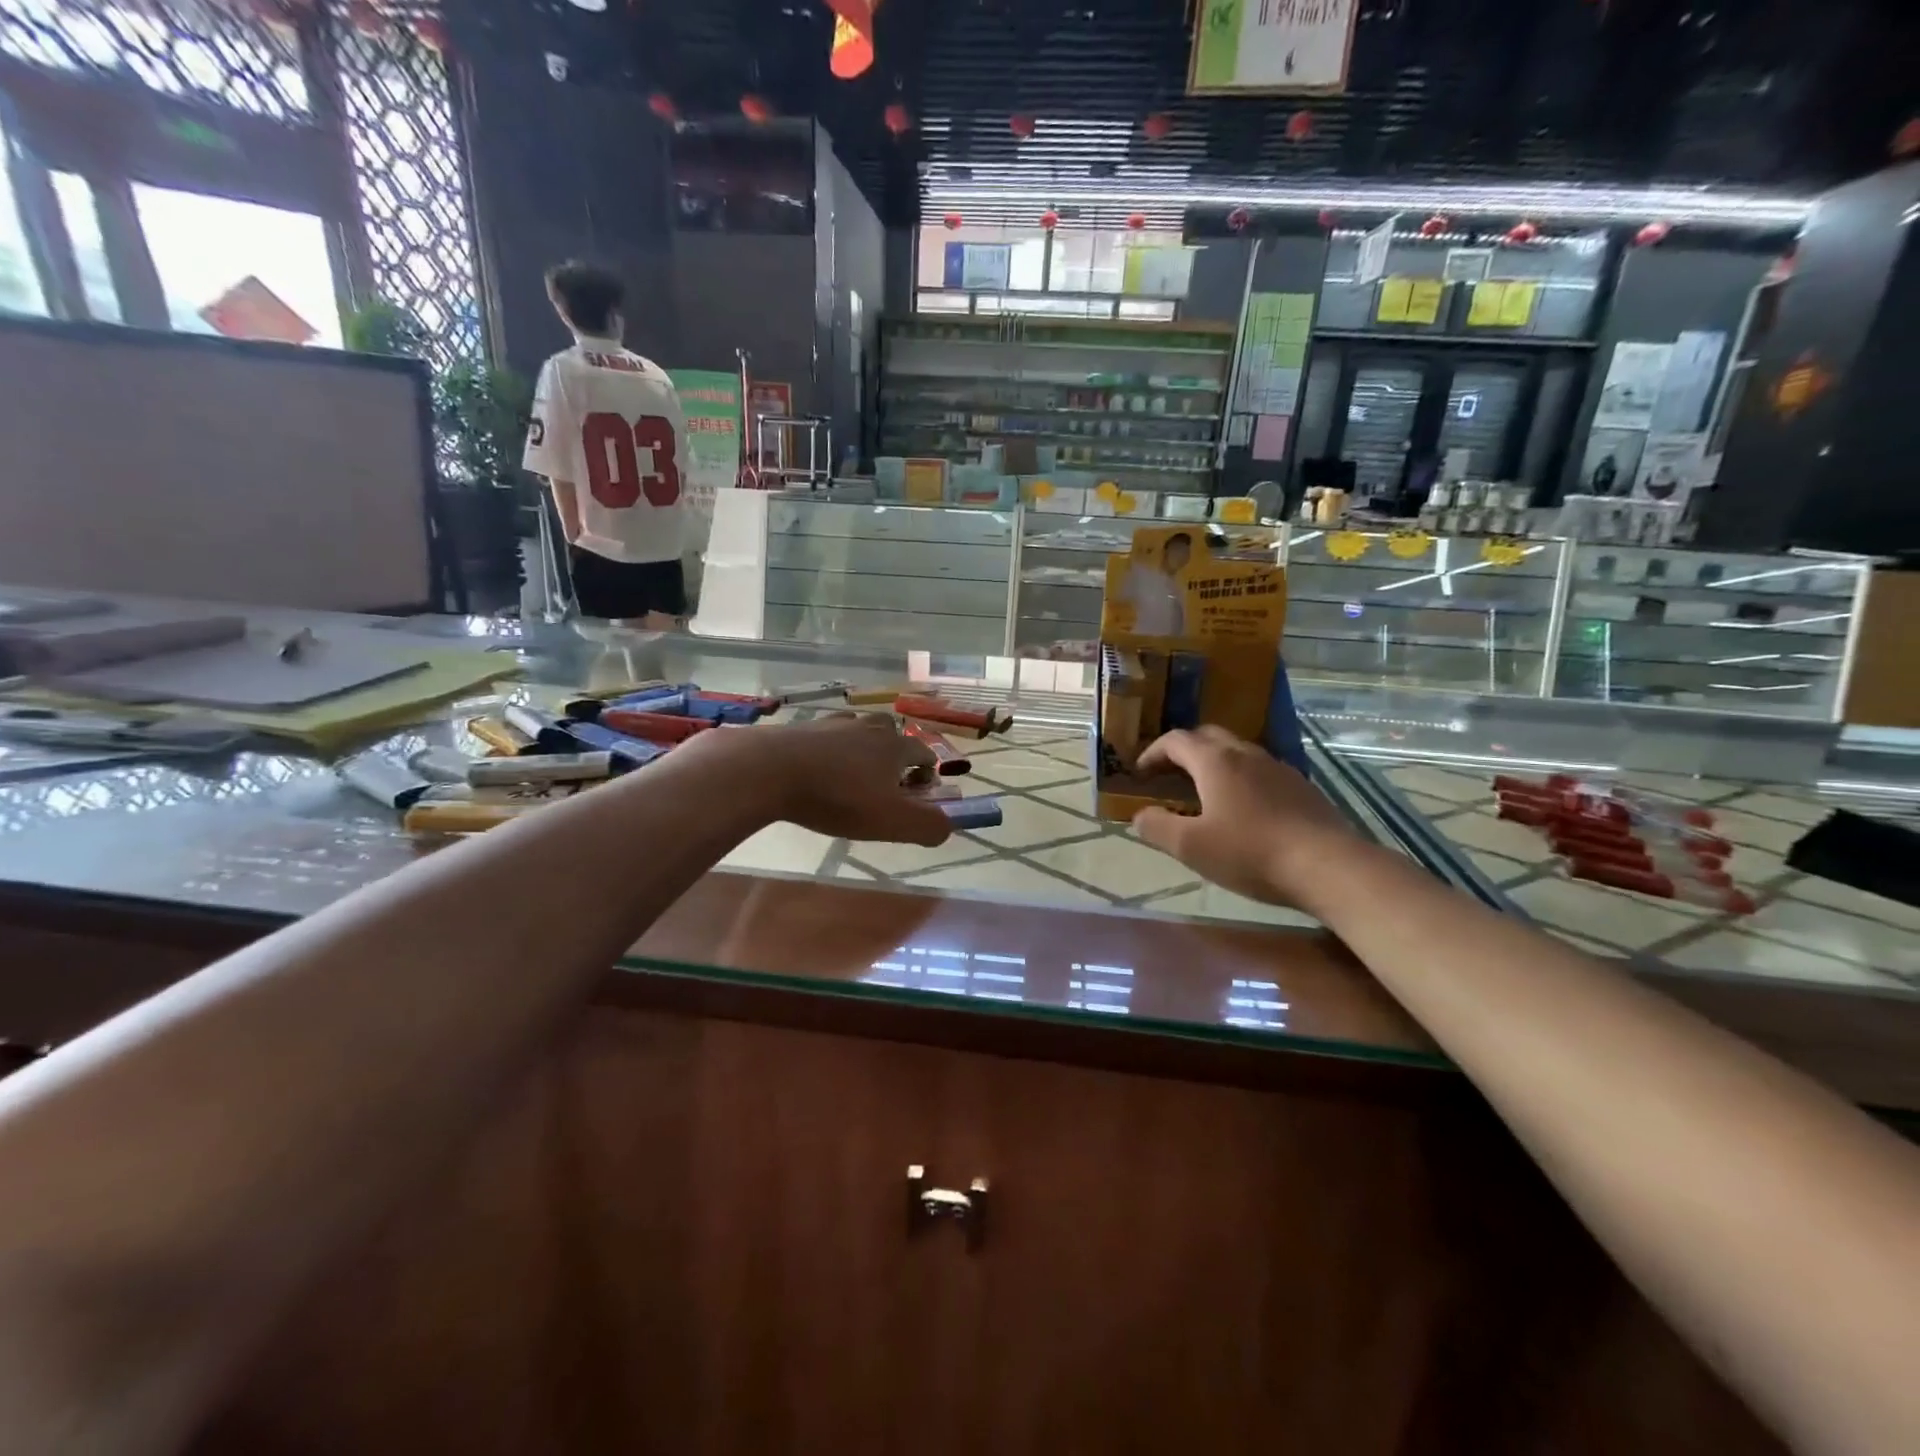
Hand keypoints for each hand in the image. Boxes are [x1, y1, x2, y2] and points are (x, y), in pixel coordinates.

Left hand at [755, 713, 952, 846]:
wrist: (769, 770)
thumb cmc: (838, 797)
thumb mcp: (891, 821)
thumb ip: (927, 826)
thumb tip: (947, 826)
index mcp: (895, 746)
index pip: (924, 754)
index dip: (927, 776)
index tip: (917, 798)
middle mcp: (868, 727)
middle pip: (891, 737)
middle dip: (894, 759)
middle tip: (882, 789)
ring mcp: (832, 724)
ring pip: (857, 735)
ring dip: (860, 754)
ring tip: (849, 780)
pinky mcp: (801, 729)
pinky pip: (824, 739)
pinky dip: (827, 753)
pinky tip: (815, 773)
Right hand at [1131, 726, 1358, 905]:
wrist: (1328, 866)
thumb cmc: (1250, 852)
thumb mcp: (1191, 847)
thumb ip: (1157, 827)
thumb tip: (1139, 816)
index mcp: (1215, 762)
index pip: (1176, 740)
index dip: (1153, 753)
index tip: (1141, 774)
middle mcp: (1247, 754)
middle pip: (1208, 737)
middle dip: (1184, 751)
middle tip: (1170, 775)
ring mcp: (1279, 769)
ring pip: (1238, 753)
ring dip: (1215, 764)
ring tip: (1205, 793)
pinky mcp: (1302, 788)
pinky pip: (1262, 772)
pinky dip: (1242, 780)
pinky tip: (1245, 811)